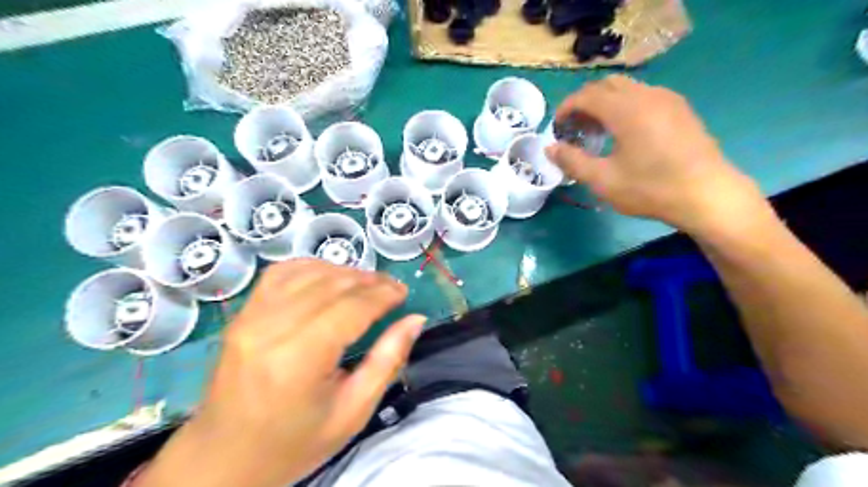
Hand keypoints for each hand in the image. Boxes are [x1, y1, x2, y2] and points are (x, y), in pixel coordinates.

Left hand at [137, 261, 425, 485]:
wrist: (223, 458)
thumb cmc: (294, 443)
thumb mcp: (353, 412)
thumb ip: (388, 361)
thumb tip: (415, 320)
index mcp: (300, 360)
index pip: (351, 307)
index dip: (383, 294)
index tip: (403, 293)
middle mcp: (271, 329)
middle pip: (331, 285)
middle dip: (369, 281)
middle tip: (390, 289)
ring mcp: (250, 317)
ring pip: (308, 272)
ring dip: (344, 271)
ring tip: (366, 284)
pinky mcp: (242, 314)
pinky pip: (281, 273)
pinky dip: (311, 267)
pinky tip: (329, 277)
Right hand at [545, 74, 767, 236]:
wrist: (707, 195)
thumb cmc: (650, 189)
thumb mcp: (603, 180)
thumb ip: (572, 161)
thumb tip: (550, 148)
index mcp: (626, 109)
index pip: (587, 95)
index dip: (566, 108)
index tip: (557, 128)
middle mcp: (647, 95)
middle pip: (606, 85)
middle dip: (585, 102)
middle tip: (575, 128)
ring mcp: (668, 99)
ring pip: (627, 88)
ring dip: (605, 103)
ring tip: (597, 132)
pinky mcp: (680, 109)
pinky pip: (644, 96)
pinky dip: (625, 106)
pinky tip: (624, 133)